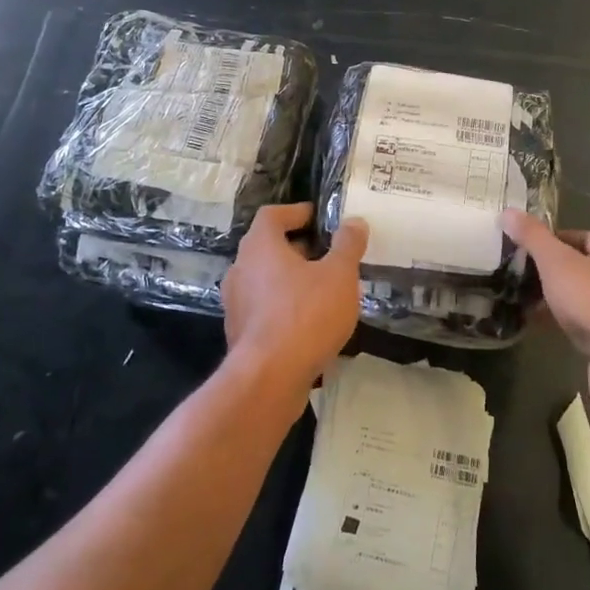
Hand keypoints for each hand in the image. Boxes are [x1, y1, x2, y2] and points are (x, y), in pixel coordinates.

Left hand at [222, 204, 366, 397]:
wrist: (270, 378)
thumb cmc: (306, 314)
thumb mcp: (339, 275)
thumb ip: (347, 245)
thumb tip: (354, 221)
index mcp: (259, 246)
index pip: (272, 215)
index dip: (296, 212)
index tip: (319, 218)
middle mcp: (240, 269)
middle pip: (267, 247)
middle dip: (298, 248)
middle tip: (328, 254)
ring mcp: (236, 303)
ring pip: (265, 279)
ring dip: (291, 279)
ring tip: (324, 289)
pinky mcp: (240, 332)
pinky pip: (265, 308)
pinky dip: (285, 306)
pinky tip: (311, 322)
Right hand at [502, 210, 589, 381]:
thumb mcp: (557, 263)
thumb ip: (532, 237)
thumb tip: (508, 211)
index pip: (577, 236)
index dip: (546, 243)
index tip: (519, 255)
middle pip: (581, 265)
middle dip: (549, 273)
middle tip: (518, 280)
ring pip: (583, 294)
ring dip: (556, 298)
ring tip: (524, 303)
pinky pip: (588, 318)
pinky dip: (566, 319)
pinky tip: (542, 325)